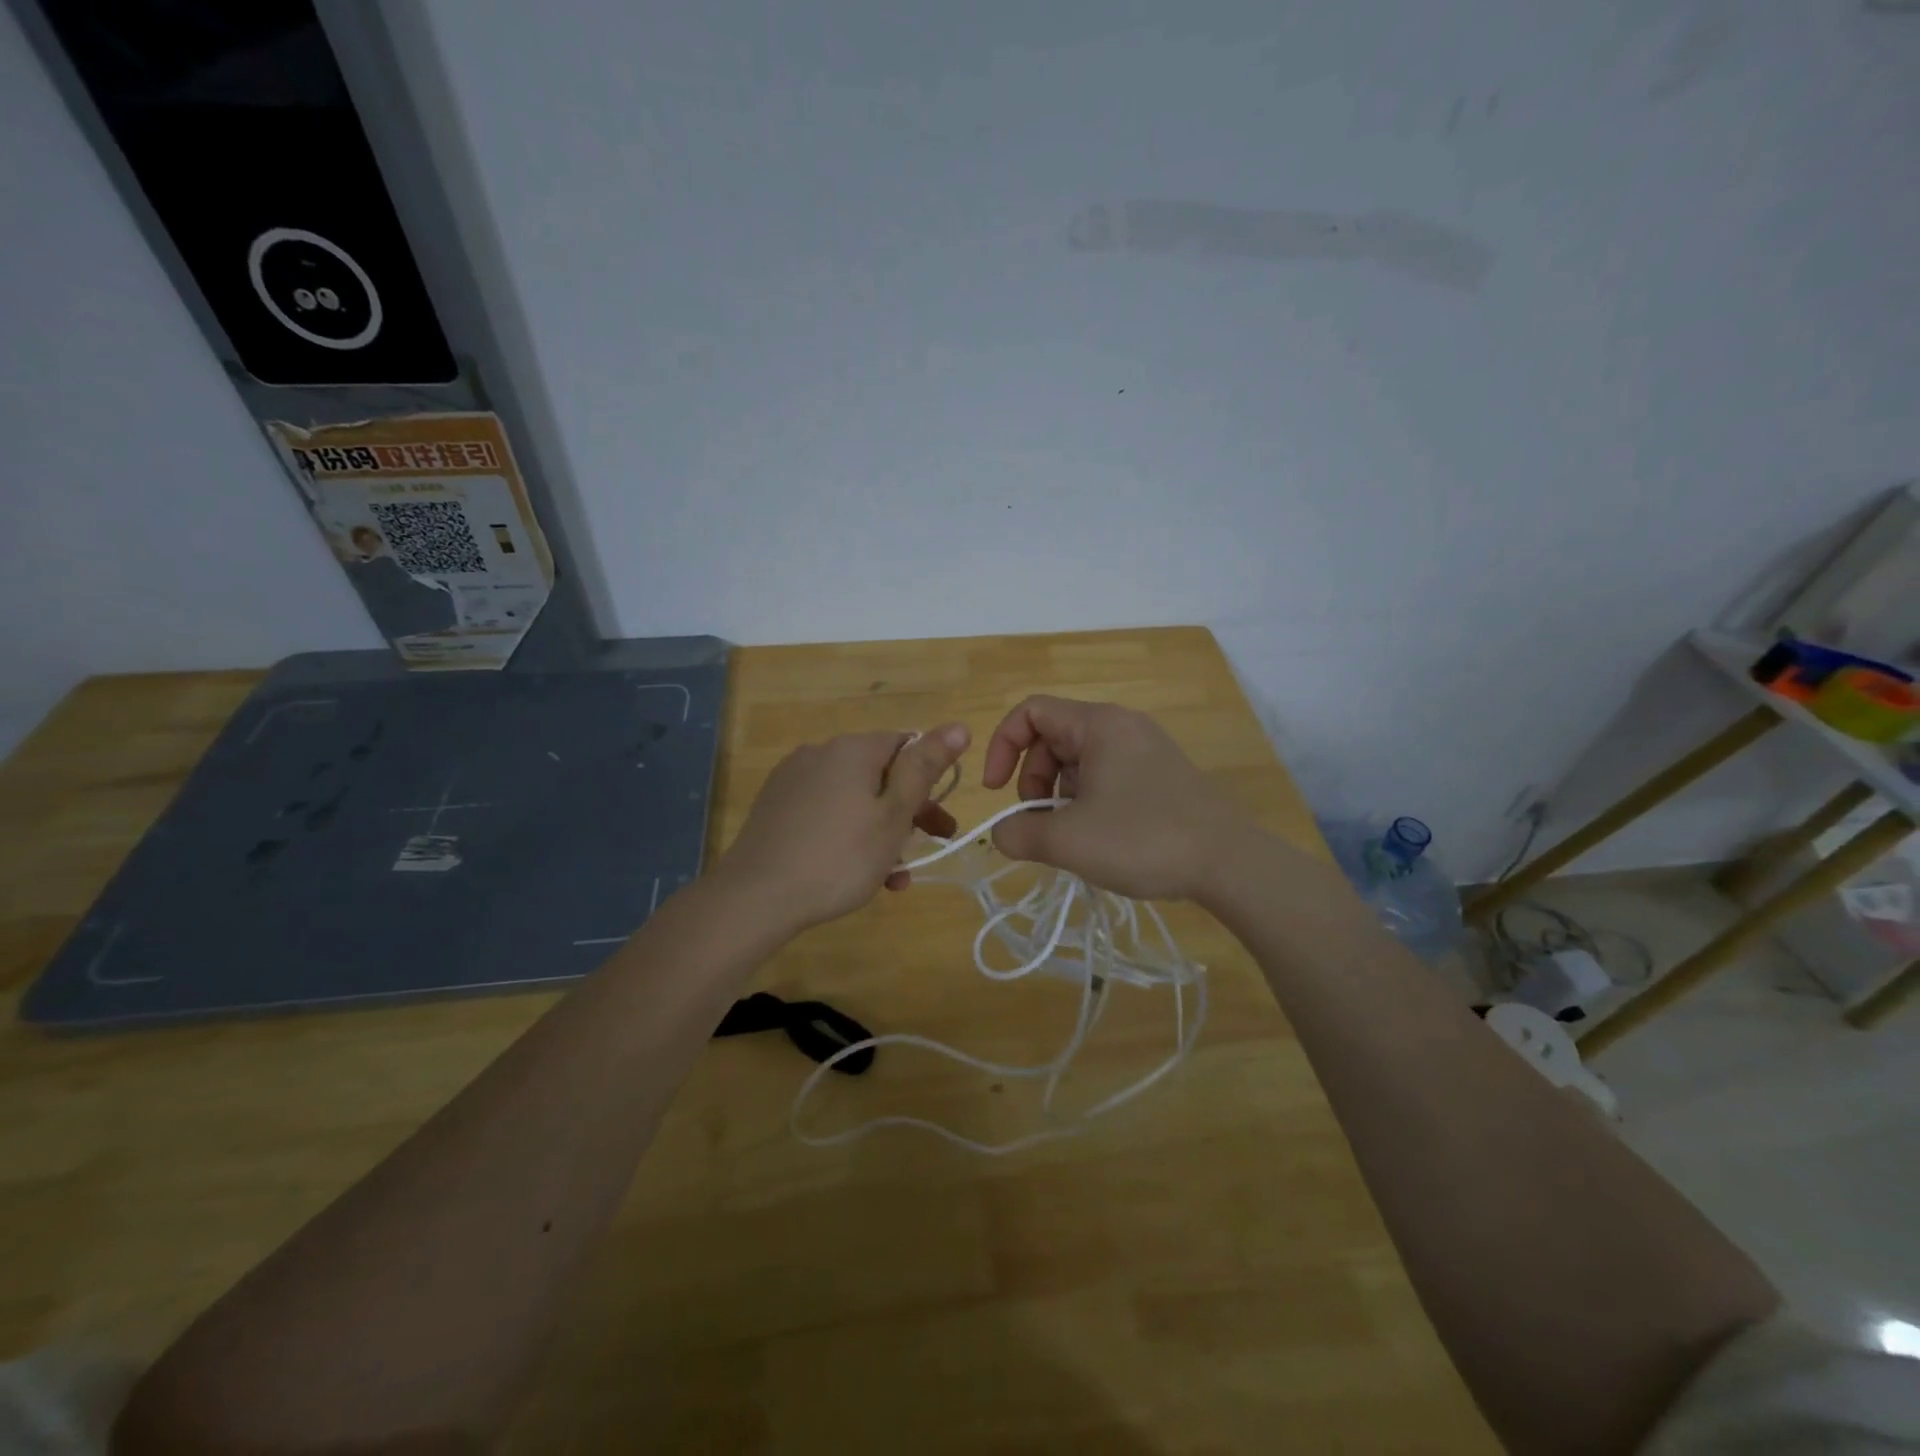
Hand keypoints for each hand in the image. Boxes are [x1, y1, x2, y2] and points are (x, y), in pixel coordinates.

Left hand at [715, 724, 969, 931]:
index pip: (906, 746)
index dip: (930, 781)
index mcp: (853, 749)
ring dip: (880, 832)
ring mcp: (793, 779)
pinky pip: (825, 813)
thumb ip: (925, 768)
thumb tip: (958, 726)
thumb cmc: (839, 857)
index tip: (941, 822)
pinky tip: (857, 873)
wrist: (756, 897)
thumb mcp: (894, 815)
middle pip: (879, 774)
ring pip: (853, 799)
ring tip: (893, 877)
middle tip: (929, 848)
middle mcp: (821, 753)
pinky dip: (847, 835)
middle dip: (908, 812)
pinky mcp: (776, 806)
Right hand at [981, 696, 1250, 900]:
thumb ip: (1018, 833)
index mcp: (1098, 724)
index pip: (1030, 712)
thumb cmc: (1143, 839)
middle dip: (1033, 780)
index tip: (996, 792)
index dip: (1002, 747)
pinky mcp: (1161, 775)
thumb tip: (1002, 833)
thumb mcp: (1068, 841)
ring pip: (1079, 761)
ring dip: (1059, 796)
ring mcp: (1145, 750)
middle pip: (1053, 738)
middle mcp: (1122, 726)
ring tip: (1071, 838)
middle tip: (1040, 824)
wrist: (1231, 863)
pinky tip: (1099, 839)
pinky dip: (1088, 802)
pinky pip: (1106, 776)